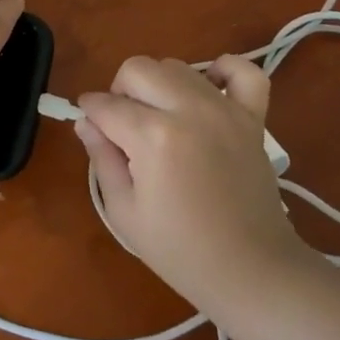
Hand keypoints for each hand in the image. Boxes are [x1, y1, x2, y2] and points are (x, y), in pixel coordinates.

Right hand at [75, 54, 311, 309]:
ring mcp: (224, 109)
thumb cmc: (181, 251)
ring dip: (159, 85)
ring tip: (162, 119)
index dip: (90, 113)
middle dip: (120, 91)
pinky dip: (224, 70)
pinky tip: (209, 90)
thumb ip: (101, 159)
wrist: (253, 272)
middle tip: (125, 126)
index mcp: (153, 137)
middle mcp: (188, 110)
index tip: (90, 126)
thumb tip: (86, 122)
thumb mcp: (124, 212)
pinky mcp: (253, 117)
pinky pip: (242, 71)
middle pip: (137, 69)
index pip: (106, 105)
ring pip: (177, 67)